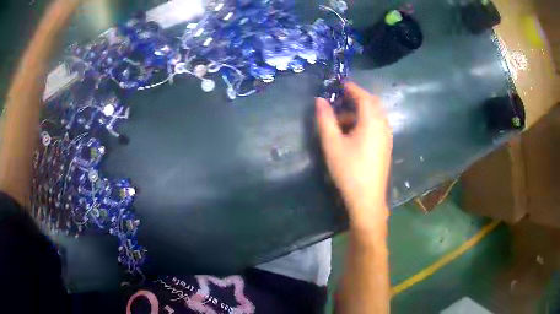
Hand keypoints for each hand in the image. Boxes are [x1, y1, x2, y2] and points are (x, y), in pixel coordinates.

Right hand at [316, 82, 391, 232]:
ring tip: (341, 118)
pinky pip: (377, 125)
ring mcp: (386, 136)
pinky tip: (352, 132)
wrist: (367, 199)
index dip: (350, 87)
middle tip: (338, 100)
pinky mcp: (385, 146)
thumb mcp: (332, 144)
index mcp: (372, 121)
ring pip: (375, 114)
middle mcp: (383, 125)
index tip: (337, 84)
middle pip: (372, 103)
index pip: (363, 96)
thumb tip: (320, 100)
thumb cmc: (348, 170)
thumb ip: (325, 119)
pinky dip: (365, 121)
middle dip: (356, 97)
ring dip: (360, 110)